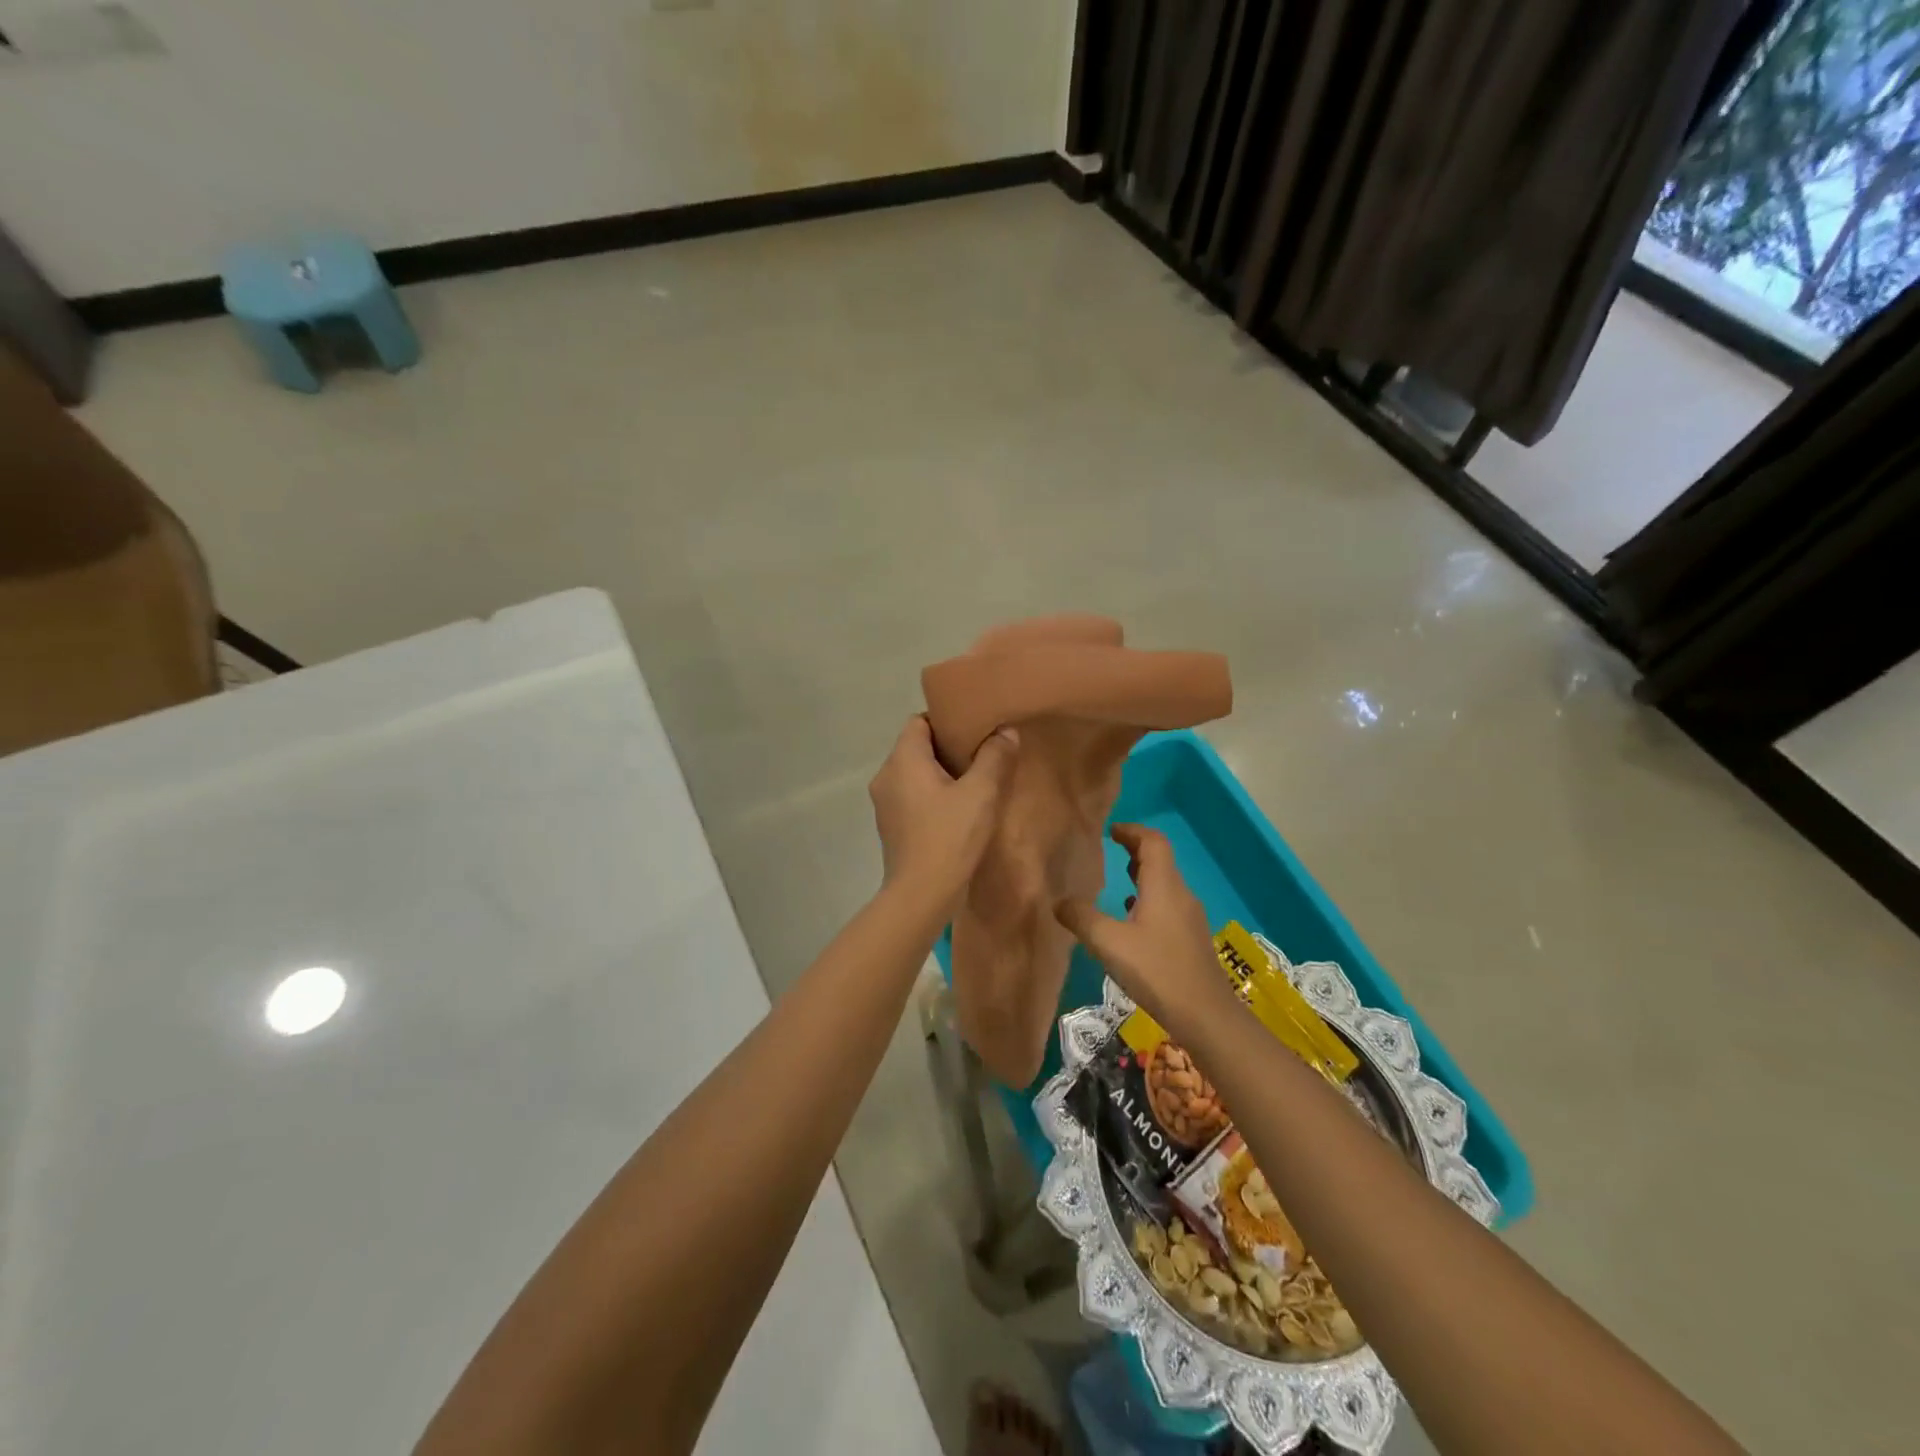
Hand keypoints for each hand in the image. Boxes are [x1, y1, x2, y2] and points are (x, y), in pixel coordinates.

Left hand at [869, 716, 1018, 918]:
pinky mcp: (890, 827)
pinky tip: (956, 811)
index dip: (946, 720)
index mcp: (902, 759)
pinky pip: (911, 797)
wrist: (921, 895)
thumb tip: (1005, 731)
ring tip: (972, 783)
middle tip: (981, 755)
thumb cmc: (949, 837)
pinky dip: (931, 796)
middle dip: (947, 748)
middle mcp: (885, 776)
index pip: (919, 721)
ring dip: (940, 774)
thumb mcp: (981, 793)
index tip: (974, 731)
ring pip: (913, 774)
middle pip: (916, 747)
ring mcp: (884, 804)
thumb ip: (994, 757)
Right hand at [1053, 824, 1228, 1035]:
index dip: (1132, 831)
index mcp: (1163, 886)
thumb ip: (1081, 918)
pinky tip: (1132, 922)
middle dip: (1135, 850)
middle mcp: (1180, 895)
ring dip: (1143, 876)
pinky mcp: (1191, 939)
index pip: (1153, 841)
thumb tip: (1058, 901)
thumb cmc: (1157, 970)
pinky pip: (1168, 905)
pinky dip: (1149, 900)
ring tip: (1117, 882)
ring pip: (1165, 884)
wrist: (1206, 1015)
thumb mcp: (1109, 943)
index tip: (1110, 831)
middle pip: (1161, 860)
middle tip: (1110, 851)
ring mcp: (1189, 918)